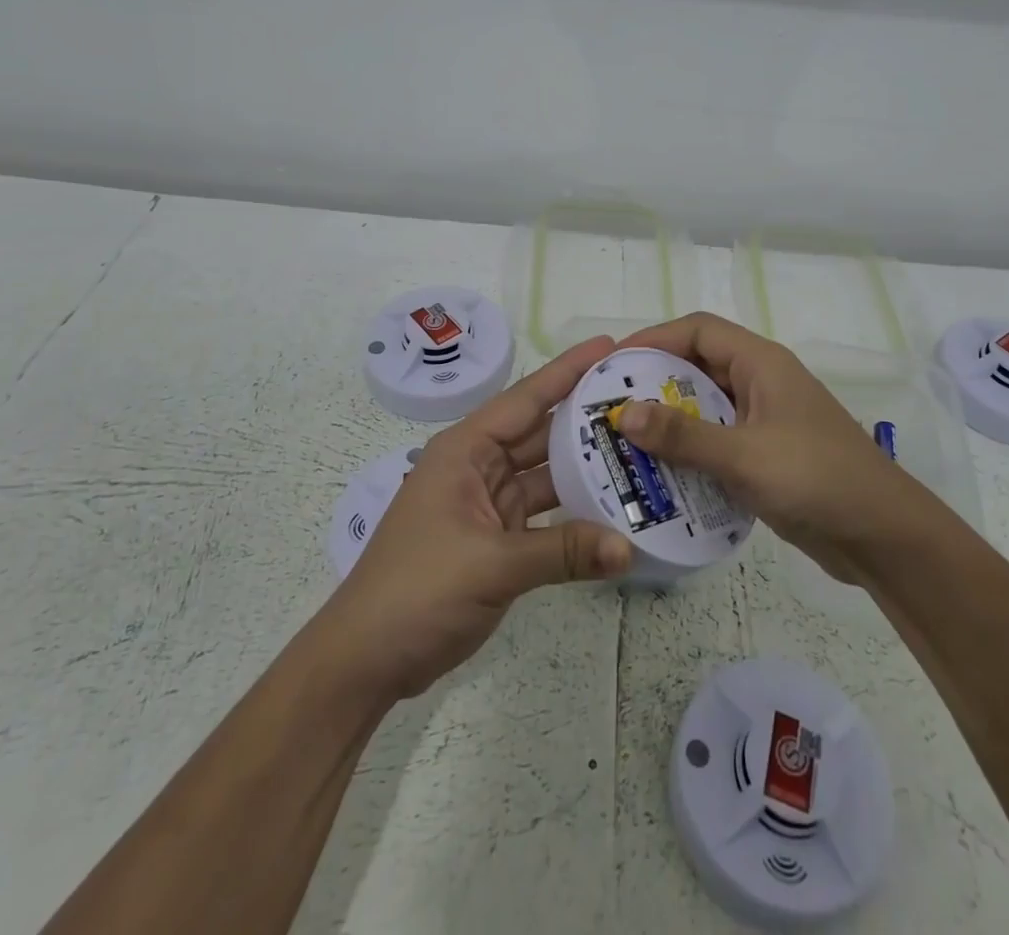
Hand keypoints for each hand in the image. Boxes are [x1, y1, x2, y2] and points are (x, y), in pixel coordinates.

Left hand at [313, 336, 632, 700]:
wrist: (366, 661)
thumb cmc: (416, 591)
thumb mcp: (490, 565)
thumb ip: (563, 552)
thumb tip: (629, 548)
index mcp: (465, 450)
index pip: (526, 398)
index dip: (568, 370)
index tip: (611, 346)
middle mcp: (479, 467)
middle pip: (542, 432)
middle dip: (588, 417)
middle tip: (642, 401)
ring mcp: (489, 504)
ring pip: (547, 475)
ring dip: (588, 468)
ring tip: (642, 451)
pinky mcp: (498, 540)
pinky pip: (547, 515)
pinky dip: (577, 514)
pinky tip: (616, 509)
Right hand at [614, 313, 923, 581]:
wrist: (882, 535)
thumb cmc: (816, 478)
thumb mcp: (744, 455)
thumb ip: (683, 435)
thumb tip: (623, 413)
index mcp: (761, 363)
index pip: (697, 330)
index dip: (653, 338)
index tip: (613, 364)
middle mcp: (761, 382)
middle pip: (697, 366)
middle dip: (654, 383)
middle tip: (610, 407)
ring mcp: (764, 420)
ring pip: (706, 407)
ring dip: (669, 422)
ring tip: (625, 443)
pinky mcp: (766, 455)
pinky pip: (717, 441)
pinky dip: (690, 452)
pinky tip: (661, 476)